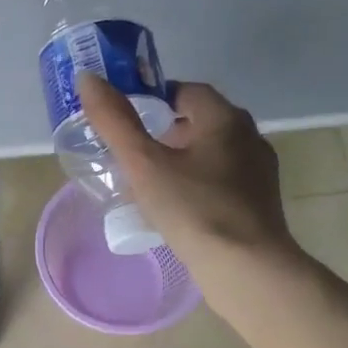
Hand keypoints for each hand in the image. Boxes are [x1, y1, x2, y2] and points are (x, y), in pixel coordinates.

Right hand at [77, 74, 303, 307]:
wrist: (246, 269)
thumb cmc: (194, 209)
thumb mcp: (144, 164)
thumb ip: (115, 121)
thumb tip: (88, 78)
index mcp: (225, 119)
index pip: (186, 91)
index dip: (154, 100)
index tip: (127, 122)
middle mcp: (249, 138)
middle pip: (200, 123)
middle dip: (165, 135)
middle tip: (133, 157)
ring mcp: (259, 173)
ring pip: (211, 156)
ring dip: (181, 163)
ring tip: (149, 188)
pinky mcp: (259, 204)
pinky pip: (221, 184)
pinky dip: (197, 188)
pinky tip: (177, 213)